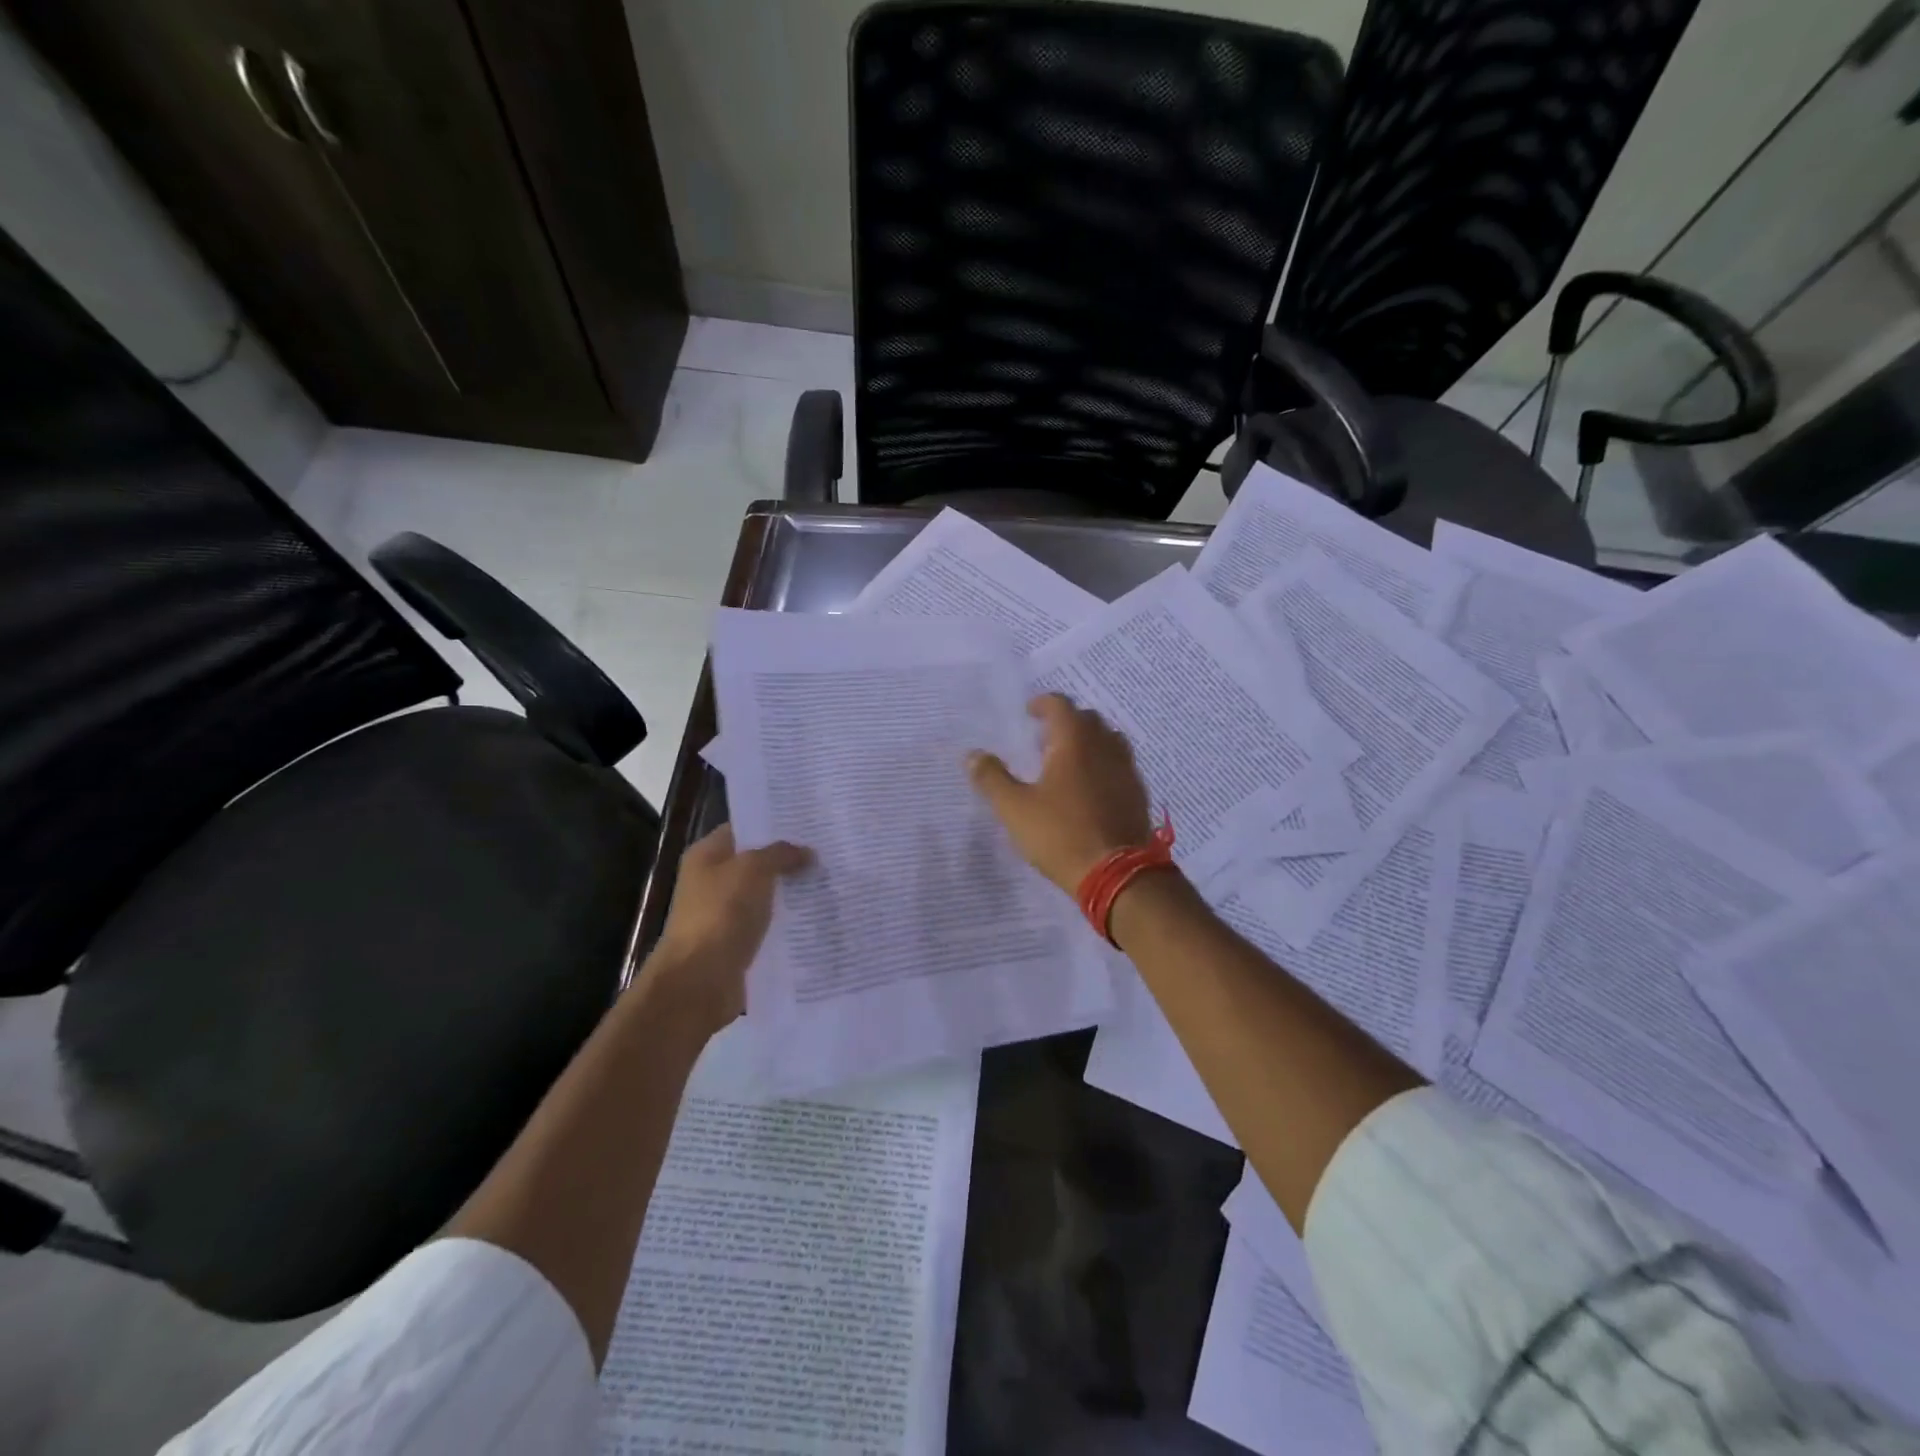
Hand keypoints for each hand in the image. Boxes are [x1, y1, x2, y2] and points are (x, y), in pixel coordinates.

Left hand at [646, 824, 812, 1031]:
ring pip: (767, 895)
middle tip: (830, 850)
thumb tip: (807, 853)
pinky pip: (769, 925)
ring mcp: (725, 914)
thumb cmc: (721, 914)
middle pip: (757, 862)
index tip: (811, 822)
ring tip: (832, 881)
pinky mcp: (739, 943)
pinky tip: (819, 916)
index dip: (775, 823)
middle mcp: (713, 881)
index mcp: (707, 856)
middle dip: (790, 858)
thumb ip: (781, 854)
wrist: (699, 982)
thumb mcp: (753, 870)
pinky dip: (790, 921)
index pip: (744, 828)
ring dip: (793, 891)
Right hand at [967, 694, 1153, 894]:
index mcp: (1074, 742)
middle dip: (1066, 721)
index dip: (1043, 704)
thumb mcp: (1015, 809)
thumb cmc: (1060, 834)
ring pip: (1108, 740)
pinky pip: (1120, 764)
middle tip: (1045, 738)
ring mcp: (1126, 769)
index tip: (1029, 713)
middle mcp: (1104, 747)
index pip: (1061, 705)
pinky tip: (1091, 787)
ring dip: (1088, 741)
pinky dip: (1103, 764)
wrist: (1117, 873)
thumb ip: (992, 778)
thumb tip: (972, 755)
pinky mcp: (1137, 793)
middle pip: (1087, 719)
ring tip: (1068, 759)